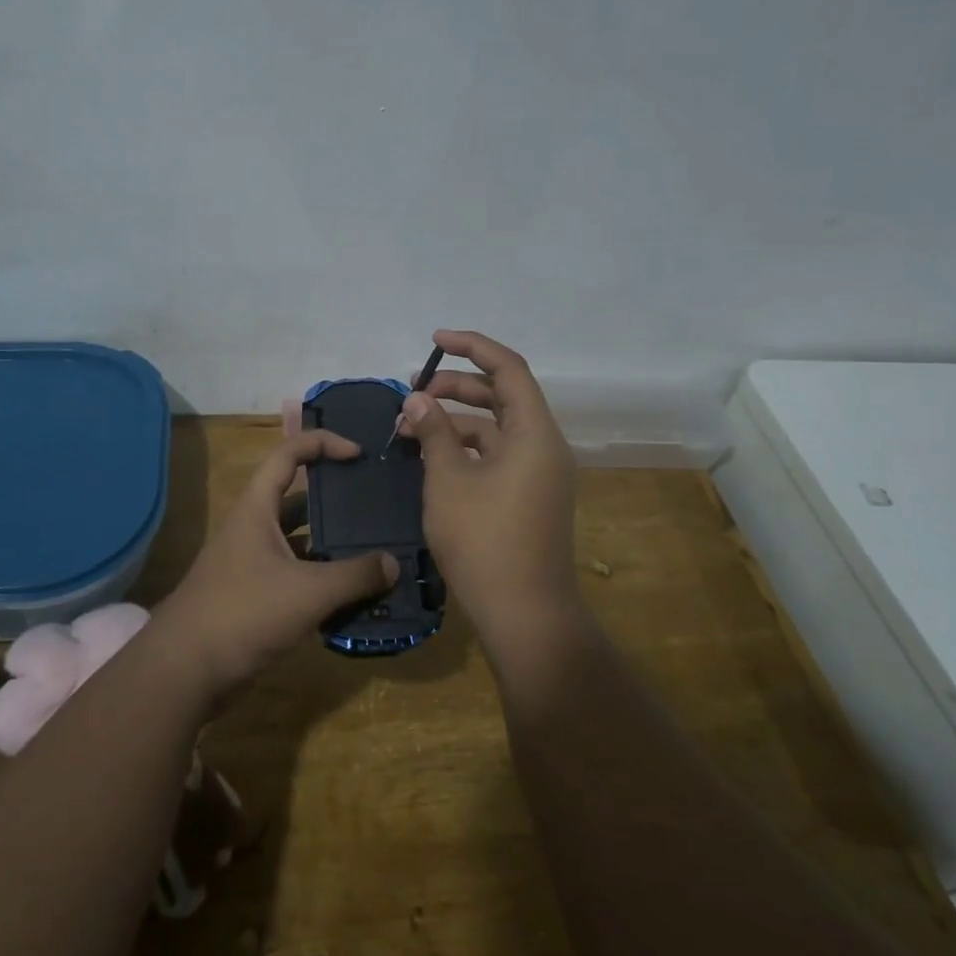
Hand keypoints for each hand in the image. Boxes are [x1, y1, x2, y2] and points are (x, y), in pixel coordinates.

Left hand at [151, 431, 396, 699]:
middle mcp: (252, 527)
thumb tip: (394, 564)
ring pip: (299, 541)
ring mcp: (251, 563)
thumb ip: (355, 576)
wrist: (184, 671)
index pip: (289, 454)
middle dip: (336, 499)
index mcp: (256, 508)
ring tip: (376, 550)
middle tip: (376, 505)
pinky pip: (295, 576)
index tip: (359, 454)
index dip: (324, 443)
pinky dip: (322, 579)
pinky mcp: (253, 596)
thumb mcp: (307, 592)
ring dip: (331, 545)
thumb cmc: (243, 614)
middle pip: (297, 498)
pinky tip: (353, 595)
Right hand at [400, 330, 580, 649]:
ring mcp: (539, 474)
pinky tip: (431, 458)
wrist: (524, 615)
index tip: (435, 340)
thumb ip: (433, 432)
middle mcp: (544, 447)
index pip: (508, 369)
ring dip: (456, 421)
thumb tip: (417, 399)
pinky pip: (497, 456)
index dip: (472, 347)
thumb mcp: (448, 480)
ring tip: (411, 428)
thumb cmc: (484, 541)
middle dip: (457, 386)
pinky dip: (466, 449)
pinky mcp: (529, 497)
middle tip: (412, 391)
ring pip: (496, 429)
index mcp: (534, 434)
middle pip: (502, 396)